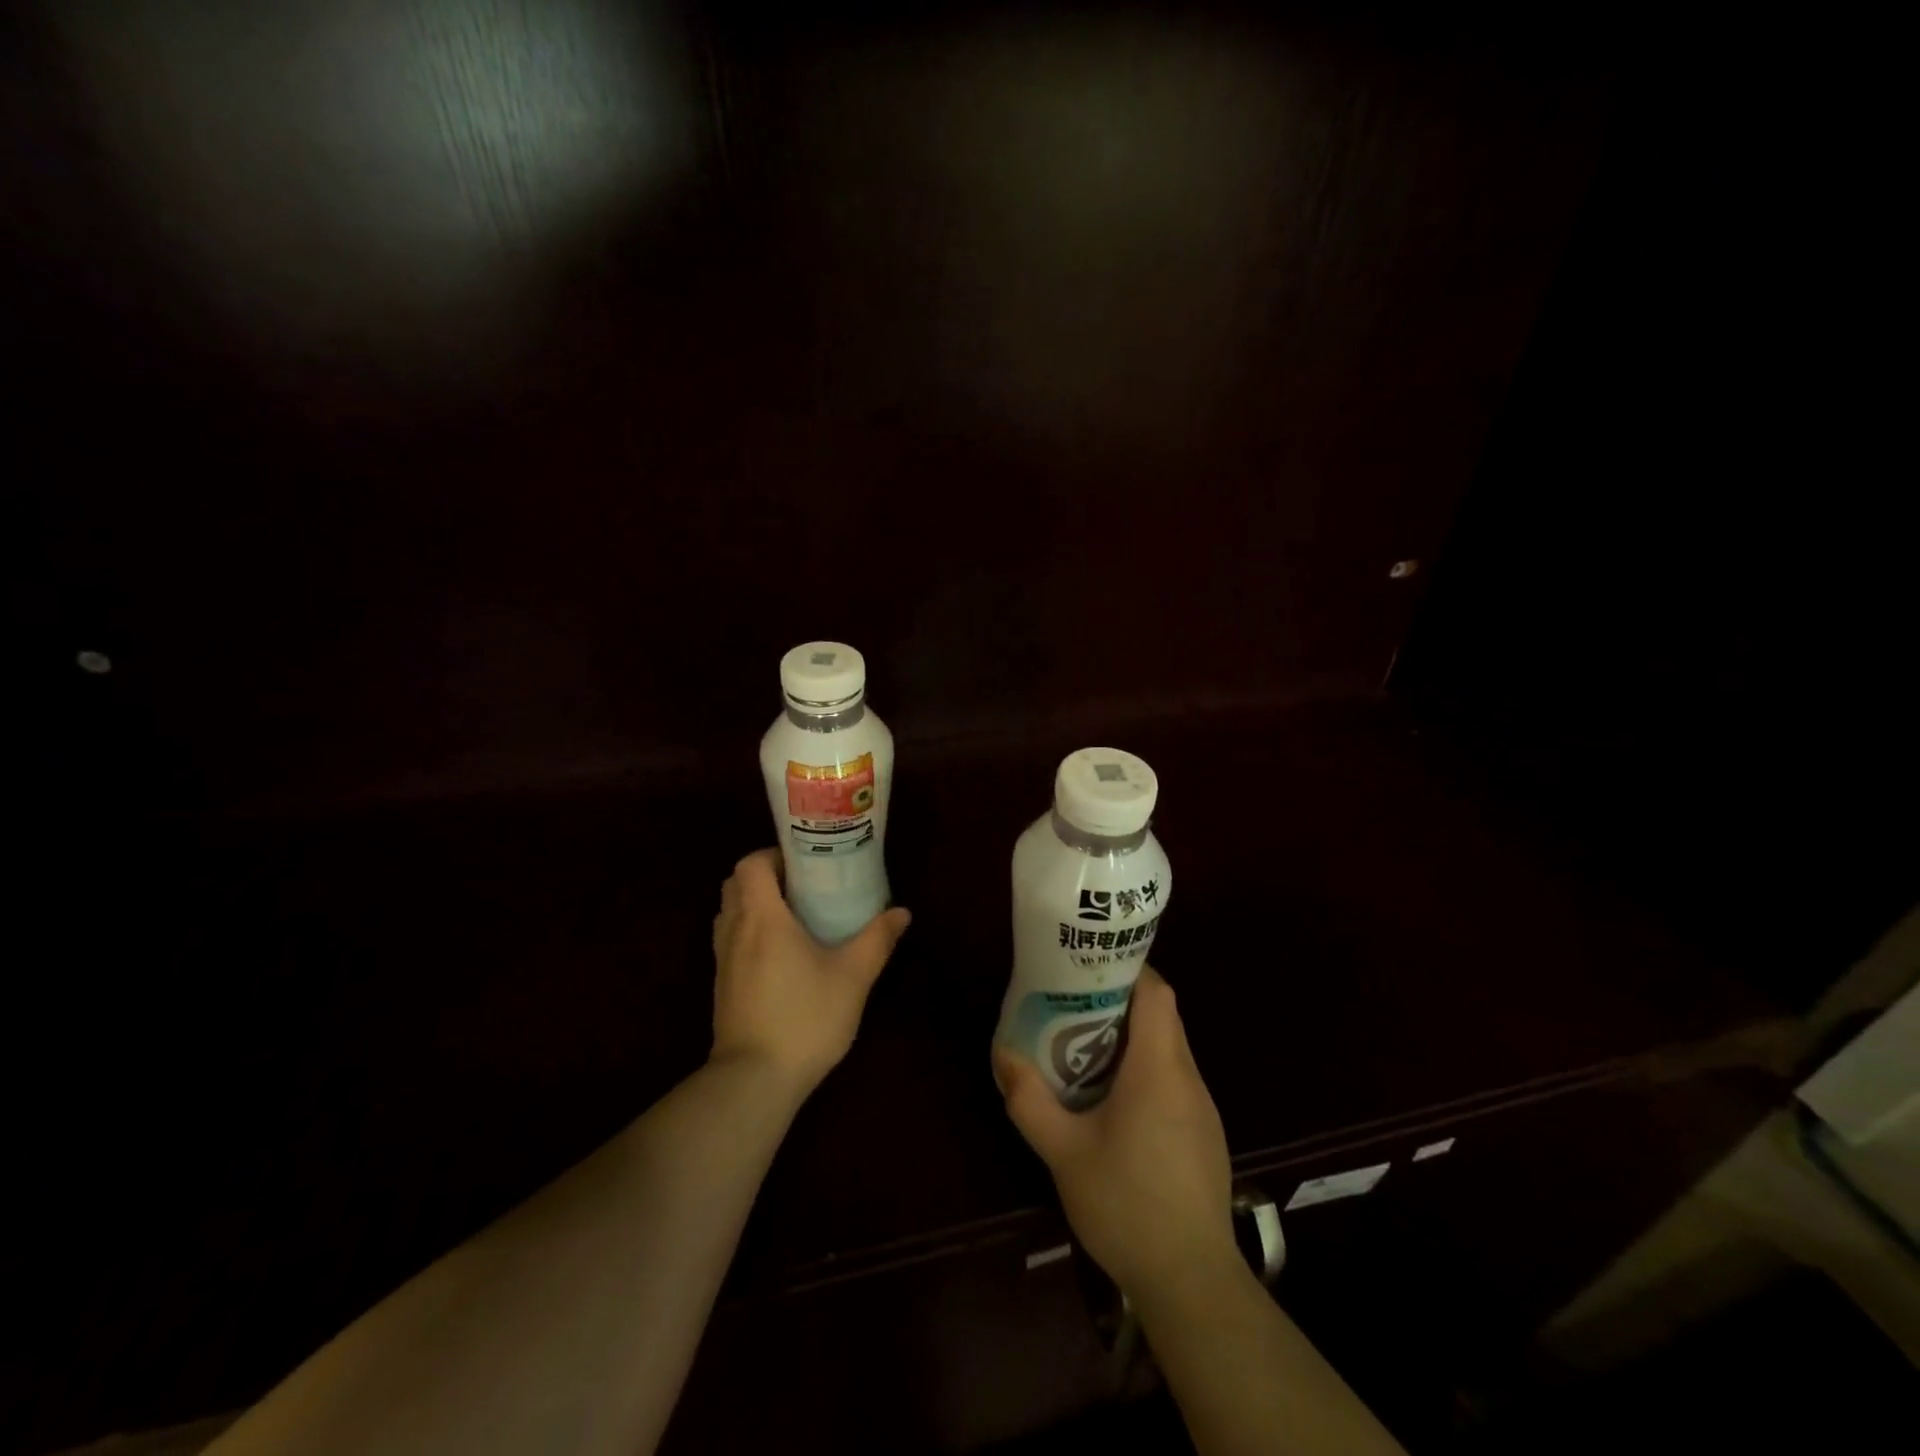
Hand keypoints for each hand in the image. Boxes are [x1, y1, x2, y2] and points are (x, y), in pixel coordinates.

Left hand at [710, 849, 910, 1098]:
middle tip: (802, 887)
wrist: (754, 1081)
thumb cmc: (805, 1018)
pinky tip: (780, 954)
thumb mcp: (853, 977)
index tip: (804, 864)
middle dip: (765, 877)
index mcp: (763, 917)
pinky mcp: (722, 986)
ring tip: (793, 917)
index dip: (773, 855)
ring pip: (729, 912)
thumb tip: (902, 912)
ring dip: (754, 904)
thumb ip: (877, 939)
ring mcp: (723, 960)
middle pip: (735, 884)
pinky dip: (748, 931)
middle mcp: (735, 930)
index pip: (750, 865)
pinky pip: (729, 940)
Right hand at [995, 967, 1236, 1300]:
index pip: (1157, 992)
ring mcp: (1202, 1108)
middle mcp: (1187, 1078)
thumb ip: (1030, 1101)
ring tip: (1086, 1050)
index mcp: (1159, 1069)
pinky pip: (1175, 1081)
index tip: (1090, 969)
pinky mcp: (1205, 1135)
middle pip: (1162, 1017)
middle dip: (1120, 1003)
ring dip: (1132, 1039)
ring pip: (1169, 1049)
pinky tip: (1116, 1104)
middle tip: (1074, 1007)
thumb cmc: (1126, 1205)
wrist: (1192, 1282)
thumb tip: (1004, 1055)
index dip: (1129, 970)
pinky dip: (1147, 1072)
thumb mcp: (1063, 1153)